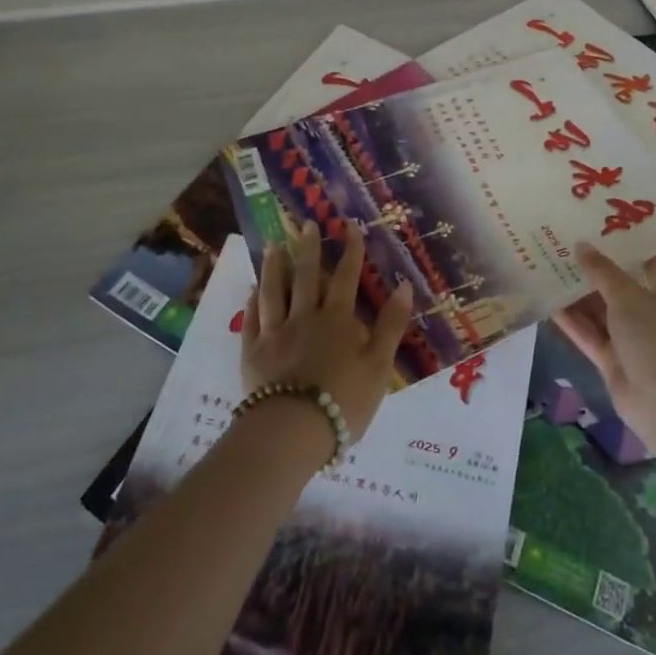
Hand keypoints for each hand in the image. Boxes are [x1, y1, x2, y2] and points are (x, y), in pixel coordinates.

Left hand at [241, 220, 412, 440]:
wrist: (293, 431)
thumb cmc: (344, 400)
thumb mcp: (380, 365)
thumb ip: (391, 324)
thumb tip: (403, 284)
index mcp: (337, 319)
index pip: (345, 277)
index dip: (350, 251)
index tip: (350, 226)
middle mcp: (304, 317)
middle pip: (305, 276)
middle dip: (308, 247)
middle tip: (305, 223)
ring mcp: (275, 333)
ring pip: (273, 291)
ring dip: (274, 266)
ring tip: (273, 245)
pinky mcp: (253, 353)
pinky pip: (251, 320)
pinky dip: (252, 301)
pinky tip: (252, 291)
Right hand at [554, 242, 655, 430]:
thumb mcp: (628, 295)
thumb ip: (602, 271)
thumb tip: (581, 245)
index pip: (651, 255)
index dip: (631, 237)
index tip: (603, 218)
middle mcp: (649, 309)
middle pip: (619, 281)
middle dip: (595, 264)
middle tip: (563, 240)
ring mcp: (630, 336)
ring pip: (600, 309)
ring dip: (578, 292)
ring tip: (548, 266)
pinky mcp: (613, 359)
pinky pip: (589, 334)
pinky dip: (572, 321)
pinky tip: (548, 302)